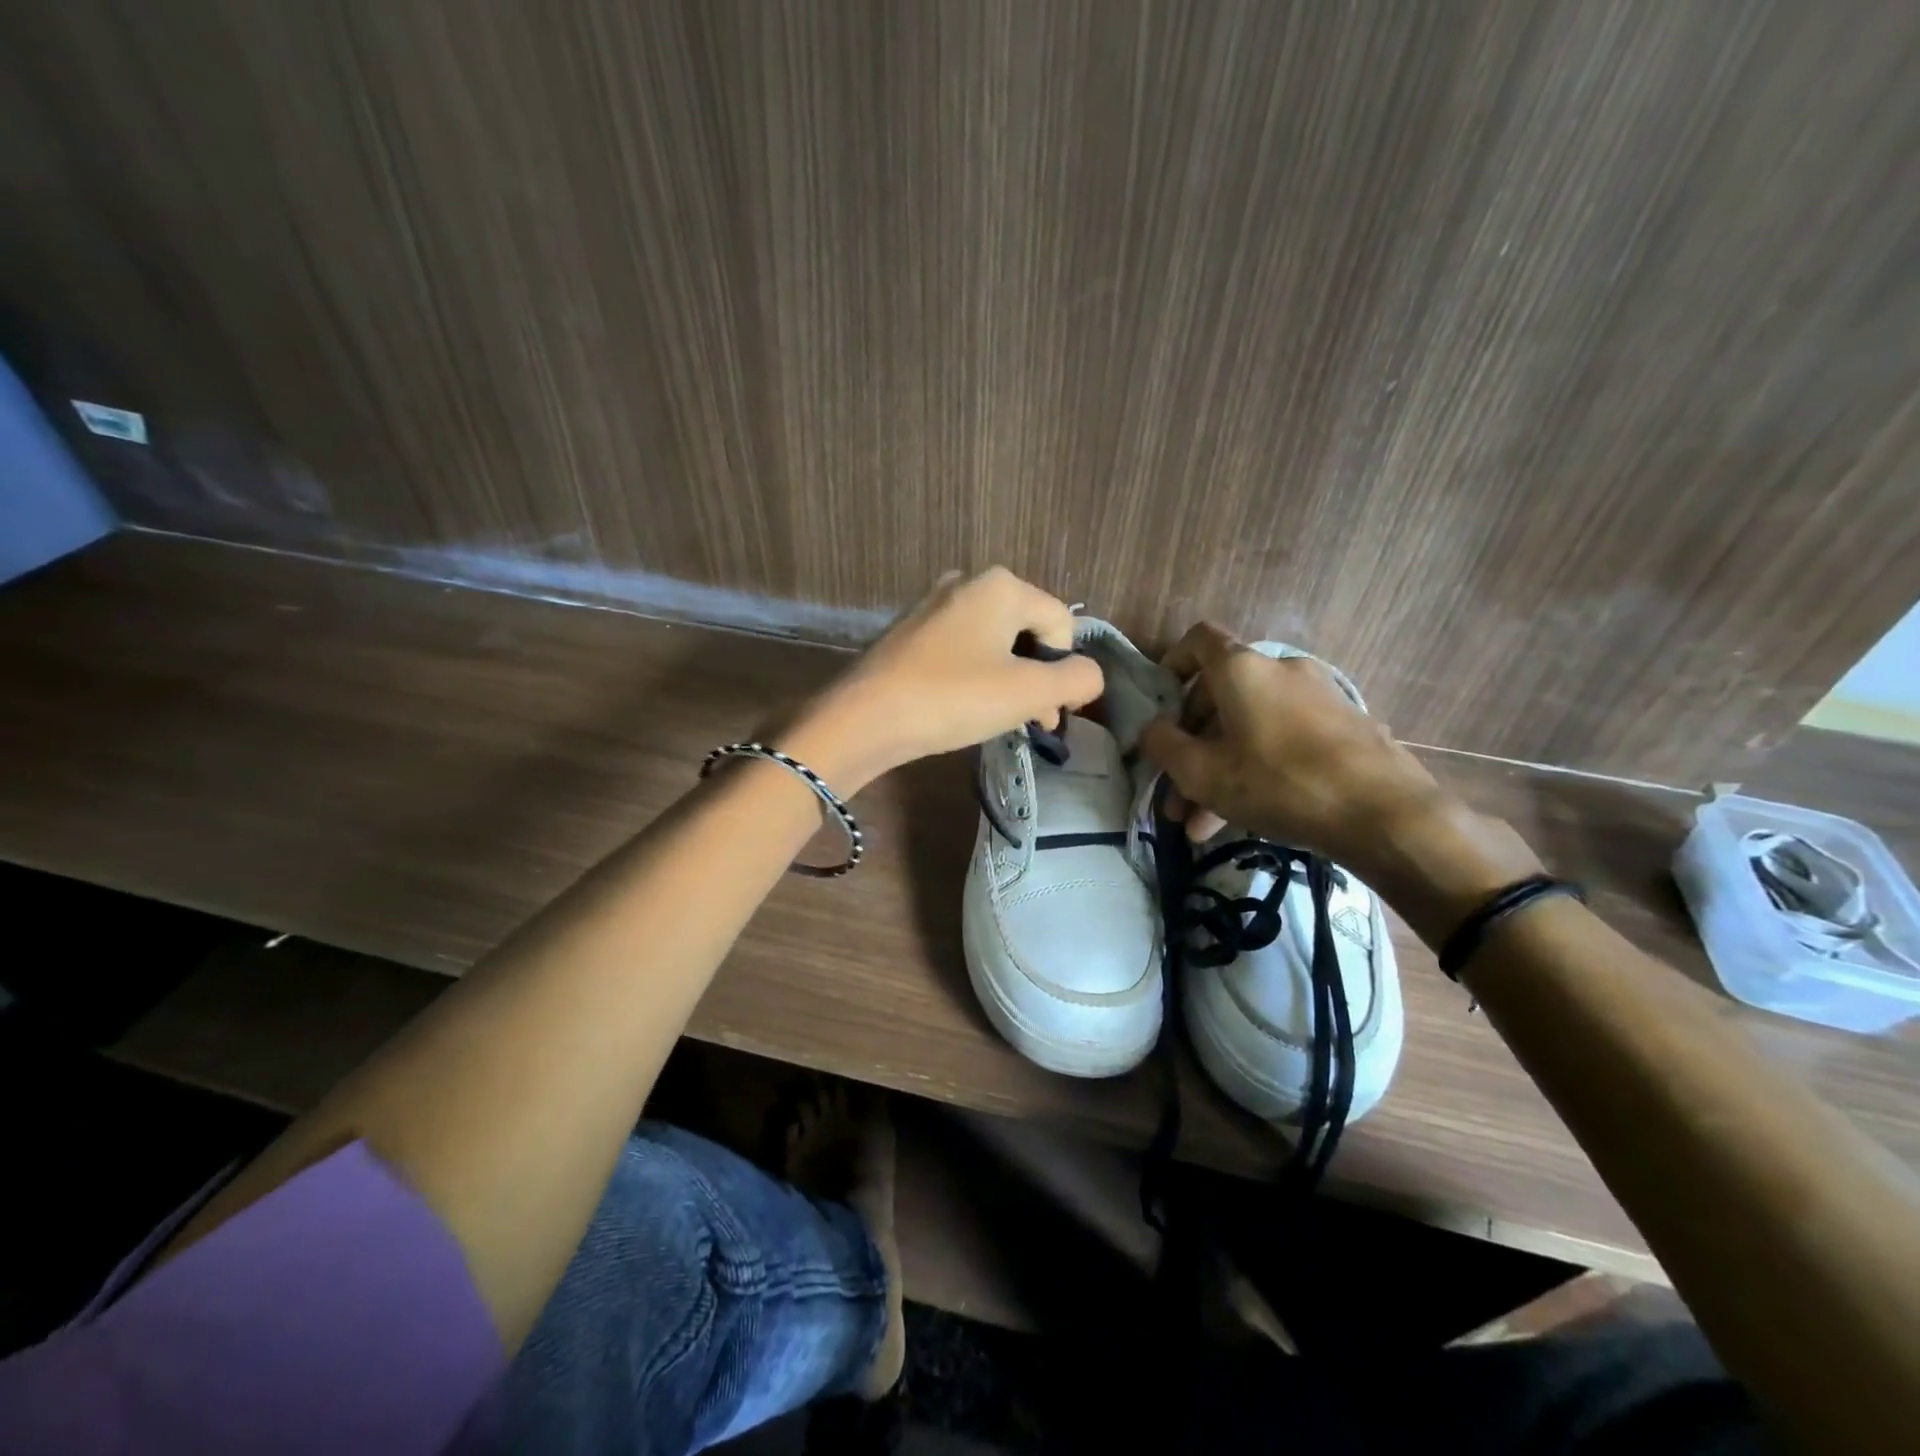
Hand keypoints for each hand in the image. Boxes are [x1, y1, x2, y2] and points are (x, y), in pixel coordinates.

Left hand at [783, 568, 1103, 791]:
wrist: (863, 719)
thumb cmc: (952, 699)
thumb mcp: (1028, 693)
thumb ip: (1076, 680)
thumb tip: (1089, 675)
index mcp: (1001, 585)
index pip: (1061, 623)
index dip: (1064, 670)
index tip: (1049, 715)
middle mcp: (967, 582)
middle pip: (1027, 630)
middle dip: (1037, 676)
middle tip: (1030, 721)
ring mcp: (933, 604)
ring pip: (994, 642)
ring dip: (1008, 680)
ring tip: (998, 719)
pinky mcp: (910, 631)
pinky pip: (960, 649)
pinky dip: (974, 676)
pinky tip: (962, 706)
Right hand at [1137, 622, 1445, 867]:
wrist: (1386, 814)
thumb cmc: (1280, 783)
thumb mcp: (1203, 773)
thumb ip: (1164, 746)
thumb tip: (1152, 729)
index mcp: (1243, 670)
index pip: (1198, 640)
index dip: (1172, 663)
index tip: (1160, 701)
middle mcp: (1280, 671)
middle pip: (1220, 696)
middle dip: (1191, 745)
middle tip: (1175, 790)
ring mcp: (1317, 698)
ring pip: (1249, 728)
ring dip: (1219, 770)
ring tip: (1199, 826)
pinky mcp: (1343, 727)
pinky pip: (1282, 740)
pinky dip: (1256, 769)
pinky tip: (1242, 819)